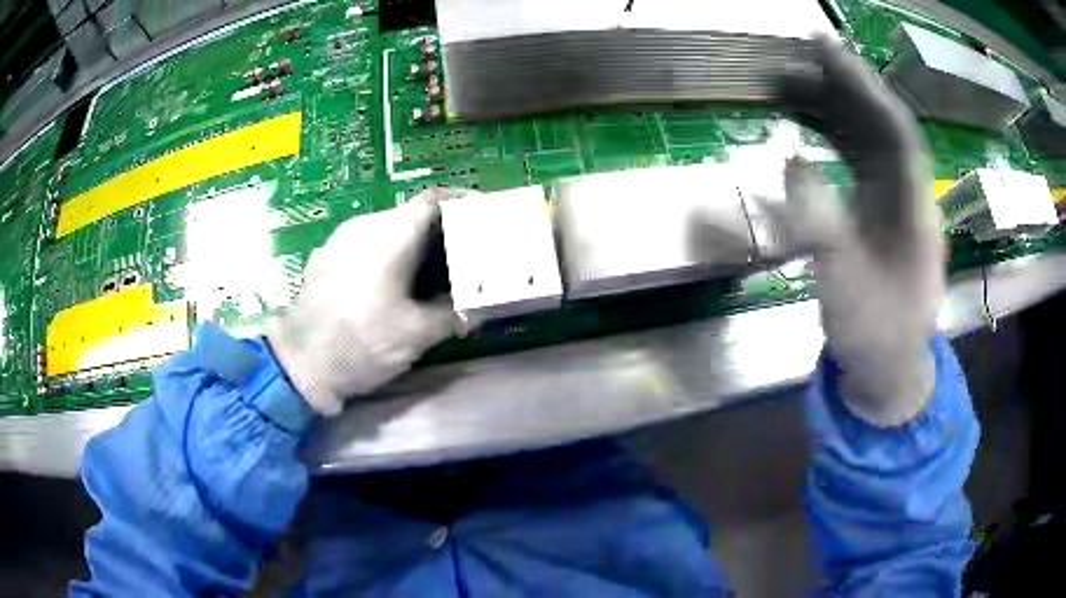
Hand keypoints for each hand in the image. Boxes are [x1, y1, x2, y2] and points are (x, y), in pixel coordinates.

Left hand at [266, 190, 460, 415]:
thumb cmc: (362, 343)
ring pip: (385, 229)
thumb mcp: (417, 334)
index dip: (463, 203)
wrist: (298, 364)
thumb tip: (477, 310)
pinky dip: (386, 254)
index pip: (434, 199)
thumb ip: (453, 314)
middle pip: (411, 214)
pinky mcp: (325, 258)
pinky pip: (364, 244)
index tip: (483, 218)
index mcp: (391, 233)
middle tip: (463, 253)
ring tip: (429, 271)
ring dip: (411, 243)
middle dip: (440, 230)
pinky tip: (389, 284)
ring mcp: (339, 240)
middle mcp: (363, 225)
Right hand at [773, 36, 944, 424]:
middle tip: (789, 60)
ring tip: (782, 87)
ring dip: (827, 109)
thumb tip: (793, 165)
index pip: (895, 130)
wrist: (887, 368)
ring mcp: (890, 202)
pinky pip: (851, 161)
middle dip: (838, 87)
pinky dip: (824, 138)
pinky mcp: (874, 213)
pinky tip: (797, 130)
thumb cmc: (875, 336)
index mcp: (914, 209)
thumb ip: (824, 230)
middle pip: (877, 125)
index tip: (824, 48)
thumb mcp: (848, 292)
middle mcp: (906, 194)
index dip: (863, 85)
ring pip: (863, 139)